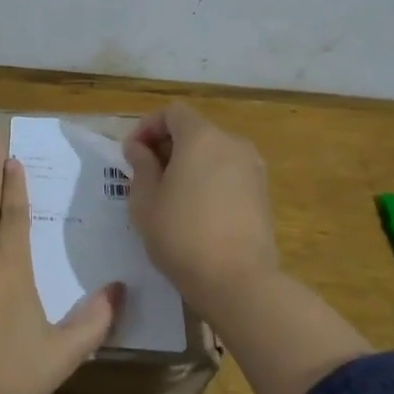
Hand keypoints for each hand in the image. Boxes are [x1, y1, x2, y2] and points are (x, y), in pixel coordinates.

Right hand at [122, 102, 279, 313]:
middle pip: (194, 130)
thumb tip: (139, 148)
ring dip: (189, 163)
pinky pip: (228, 172)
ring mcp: (252, 168)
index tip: (131, 154)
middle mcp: (232, 143)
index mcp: (201, 138)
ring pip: (213, 152)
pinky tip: (195, 210)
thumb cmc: (181, 236)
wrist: (237, 280)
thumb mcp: (145, 201)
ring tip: (169, 195)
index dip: (147, 127)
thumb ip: (141, 166)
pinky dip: (209, 179)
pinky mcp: (262, 192)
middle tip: (145, 176)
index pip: (172, 113)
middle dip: (167, 145)